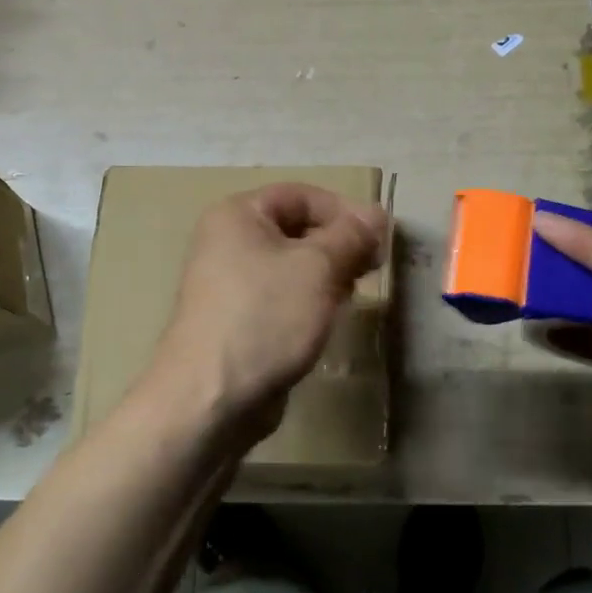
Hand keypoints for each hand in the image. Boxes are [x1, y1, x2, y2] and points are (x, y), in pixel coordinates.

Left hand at [151, 183, 387, 443]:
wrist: (211, 397)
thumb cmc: (265, 317)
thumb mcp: (317, 267)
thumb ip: (351, 236)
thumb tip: (376, 215)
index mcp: (238, 215)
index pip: (301, 195)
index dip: (344, 210)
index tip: (380, 238)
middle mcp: (228, 241)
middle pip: (296, 228)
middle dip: (338, 245)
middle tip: (372, 267)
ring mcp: (230, 283)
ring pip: (292, 265)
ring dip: (327, 274)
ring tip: (354, 294)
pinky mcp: (238, 319)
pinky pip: (281, 296)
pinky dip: (309, 301)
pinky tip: (329, 318)